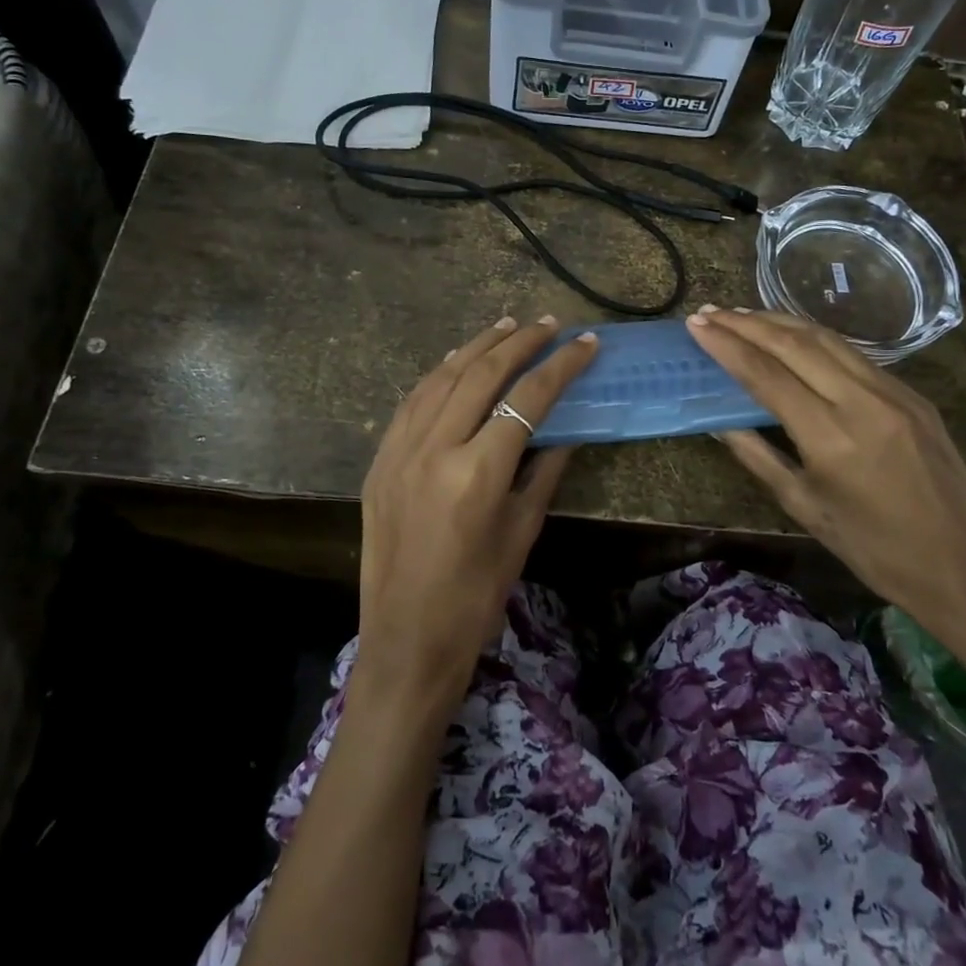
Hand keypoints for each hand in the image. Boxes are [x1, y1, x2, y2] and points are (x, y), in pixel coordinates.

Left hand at [354, 316, 596, 714]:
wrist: (406, 641)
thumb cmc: (476, 597)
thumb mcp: (522, 533)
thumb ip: (544, 472)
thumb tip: (567, 429)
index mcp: (477, 473)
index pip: (527, 400)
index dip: (561, 367)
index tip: (585, 343)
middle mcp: (434, 450)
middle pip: (481, 376)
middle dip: (519, 343)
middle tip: (548, 324)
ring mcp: (399, 452)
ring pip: (441, 379)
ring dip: (477, 348)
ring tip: (506, 327)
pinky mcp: (380, 461)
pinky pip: (412, 402)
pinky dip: (438, 375)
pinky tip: (456, 362)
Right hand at [685, 307, 965, 649]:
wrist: (962, 567)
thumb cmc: (873, 549)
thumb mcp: (804, 506)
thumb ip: (758, 455)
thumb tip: (718, 421)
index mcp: (831, 437)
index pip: (766, 375)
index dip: (727, 346)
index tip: (696, 325)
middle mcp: (863, 402)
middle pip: (795, 344)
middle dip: (747, 323)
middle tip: (711, 311)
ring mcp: (894, 393)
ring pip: (828, 339)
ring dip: (781, 322)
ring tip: (744, 314)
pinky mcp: (913, 395)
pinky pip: (854, 355)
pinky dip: (815, 339)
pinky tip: (794, 338)